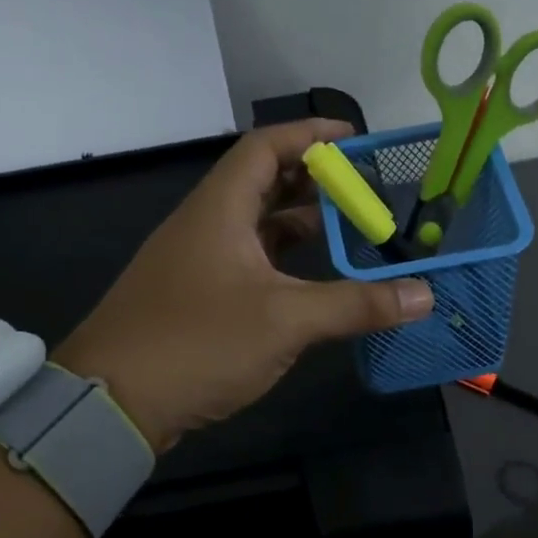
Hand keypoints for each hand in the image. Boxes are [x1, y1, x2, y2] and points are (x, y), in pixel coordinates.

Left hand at [55, 120, 434, 450]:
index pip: (266, 147)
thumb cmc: (198, 343)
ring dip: (298, 225)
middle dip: (313, 181)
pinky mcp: (194, 299)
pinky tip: (311, 283)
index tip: (355, 137)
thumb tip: (424, 295)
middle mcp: (205, 226)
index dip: (310, 135)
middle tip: (363, 189)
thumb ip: (356, 305)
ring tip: (348, 232)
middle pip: (262, 184)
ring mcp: (196, 264)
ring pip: (255, 228)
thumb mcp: (286, 320)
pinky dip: (282, 263)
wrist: (112, 402)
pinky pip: (247, 263)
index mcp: (219, 209)